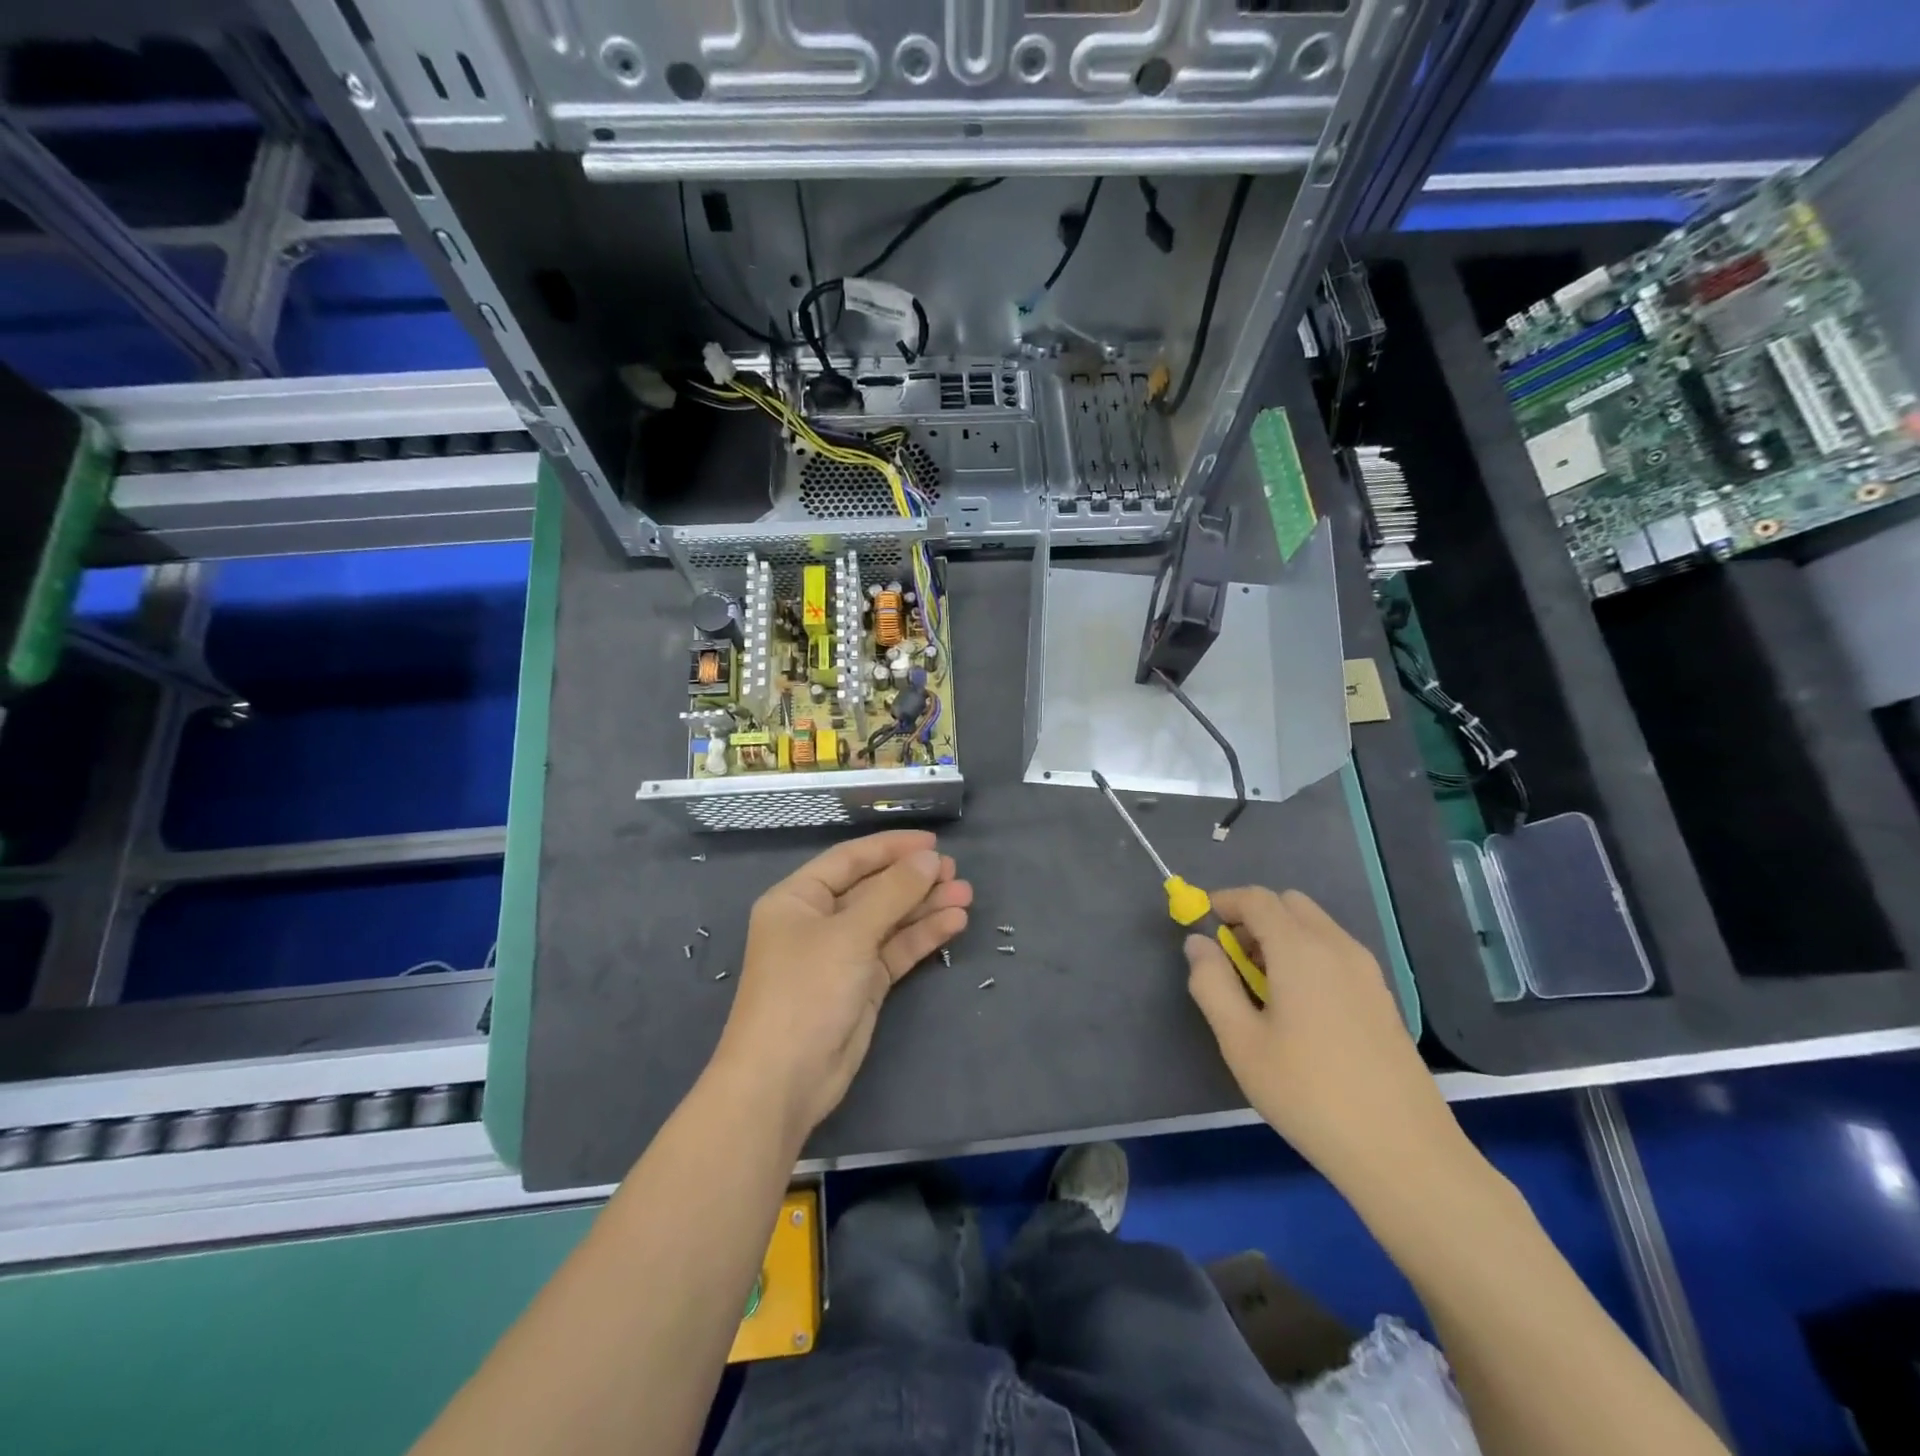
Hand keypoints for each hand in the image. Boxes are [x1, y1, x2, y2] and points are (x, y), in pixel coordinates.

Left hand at [711, 830, 970, 1146]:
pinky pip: (895, 950)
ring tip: (966, 895)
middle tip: (955, 872)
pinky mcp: (863, 984)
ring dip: (924, 907)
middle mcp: (819, 921)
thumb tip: (929, 859)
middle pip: (873, 889)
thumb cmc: (806, 991)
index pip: (850, 859)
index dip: (890, 848)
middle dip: (913, 880)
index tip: (932, 842)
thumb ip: (892, 893)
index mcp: (798, 898)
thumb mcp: (849, 934)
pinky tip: (953, 923)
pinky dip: (922, 937)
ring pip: (889, 920)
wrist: (785, 1080)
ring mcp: (842, 954)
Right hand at [1185, 887, 1466, 1189]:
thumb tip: (1198, 943)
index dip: (1224, 902)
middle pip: (1290, 904)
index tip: (1201, 923)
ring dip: (1282, 936)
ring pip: (1316, 927)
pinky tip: (1299, 1009)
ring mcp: (1367, 972)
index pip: (1257, 899)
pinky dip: (1308, 956)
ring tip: (1261, 988)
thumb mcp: (1240, 1041)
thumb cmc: (1308, 1094)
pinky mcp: (1382, 997)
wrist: (1403, 1152)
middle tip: (1231, 958)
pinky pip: (1336, 952)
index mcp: (1300, 950)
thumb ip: (1212, 983)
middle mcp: (1337, 947)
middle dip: (1254, 917)